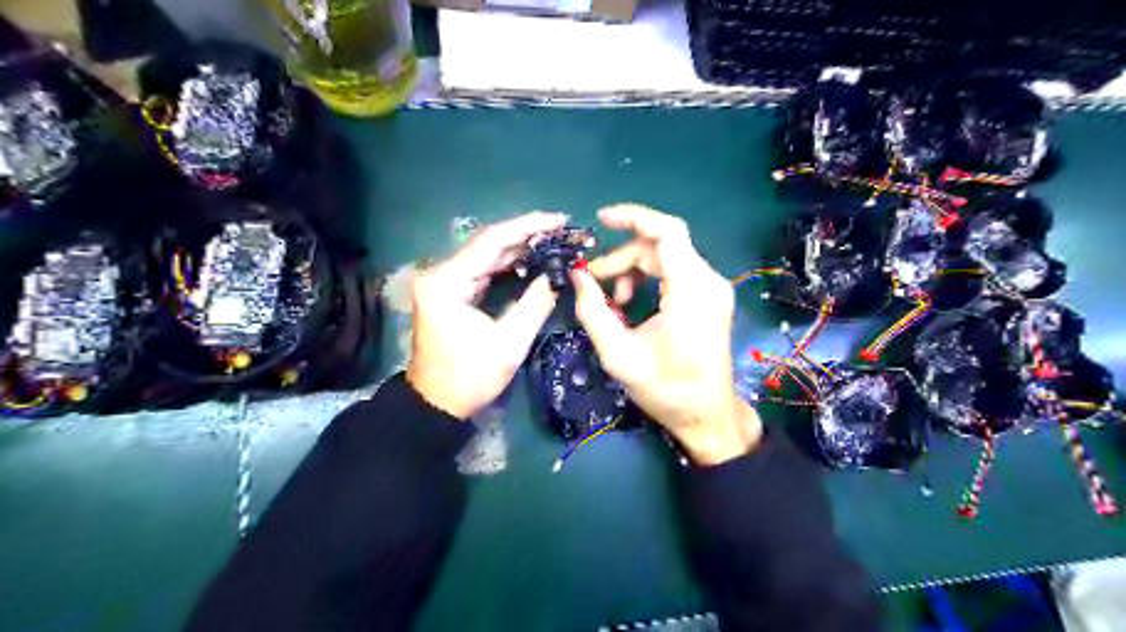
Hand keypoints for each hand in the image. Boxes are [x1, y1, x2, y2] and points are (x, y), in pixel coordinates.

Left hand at [408, 210, 573, 419]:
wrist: (436, 404)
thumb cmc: (470, 377)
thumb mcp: (510, 343)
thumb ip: (537, 303)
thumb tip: (562, 274)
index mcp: (447, 282)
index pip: (491, 240)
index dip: (529, 227)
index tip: (560, 220)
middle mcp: (441, 273)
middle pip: (488, 243)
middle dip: (527, 235)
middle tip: (563, 232)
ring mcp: (444, 281)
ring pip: (486, 254)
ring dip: (520, 248)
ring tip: (555, 242)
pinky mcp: (451, 291)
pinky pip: (483, 269)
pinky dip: (509, 264)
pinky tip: (533, 260)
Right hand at [573, 205, 764, 465]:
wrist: (708, 416)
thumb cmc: (666, 389)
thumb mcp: (619, 354)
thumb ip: (593, 311)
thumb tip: (577, 276)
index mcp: (691, 290)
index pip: (667, 232)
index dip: (633, 217)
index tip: (601, 219)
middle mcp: (708, 281)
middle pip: (661, 246)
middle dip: (621, 258)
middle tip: (592, 281)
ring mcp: (713, 289)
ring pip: (667, 258)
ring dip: (633, 270)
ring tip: (612, 299)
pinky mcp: (710, 298)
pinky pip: (675, 272)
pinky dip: (649, 279)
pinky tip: (632, 302)